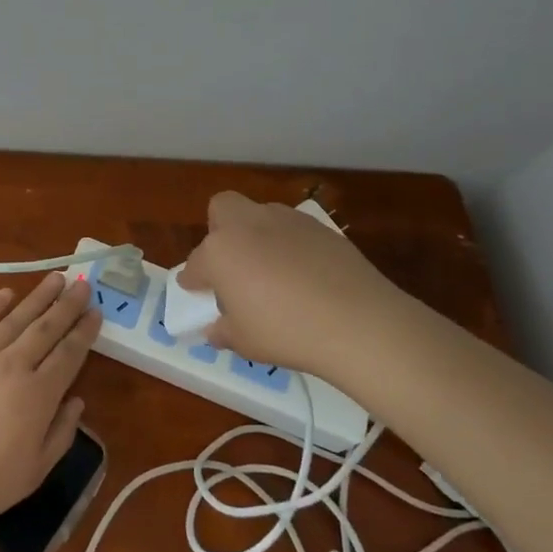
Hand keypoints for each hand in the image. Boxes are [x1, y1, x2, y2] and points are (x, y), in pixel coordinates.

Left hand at [0, 272, 98, 527]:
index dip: (84, 331)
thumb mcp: (37, 469)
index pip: (69, 354)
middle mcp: (14, 366)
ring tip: (55, 278)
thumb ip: (61, 432)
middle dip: (67, 305)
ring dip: (38, 297)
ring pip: (16, 319)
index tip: (96, 311)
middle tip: (82, 283)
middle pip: (46, 328)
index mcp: (39, 394)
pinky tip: (7, 292)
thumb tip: (76, 401)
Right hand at [177, 192, 412, 382]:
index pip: (196, 263)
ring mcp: (286, 220)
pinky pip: (293, 230)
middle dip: (219, 230)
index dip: (194, 280)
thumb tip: (218, 328)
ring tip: (271, 272)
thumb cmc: (287, 331)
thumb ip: (224, 330)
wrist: (358, 321)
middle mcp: (248, 225)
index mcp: (220, 251)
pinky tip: (303, 275)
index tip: (197, 292)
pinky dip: (289, 246)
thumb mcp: (245, 342)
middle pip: (222, 209)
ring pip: (260, 215)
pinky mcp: (320, 227)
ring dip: (256, 236)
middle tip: (231, 265)